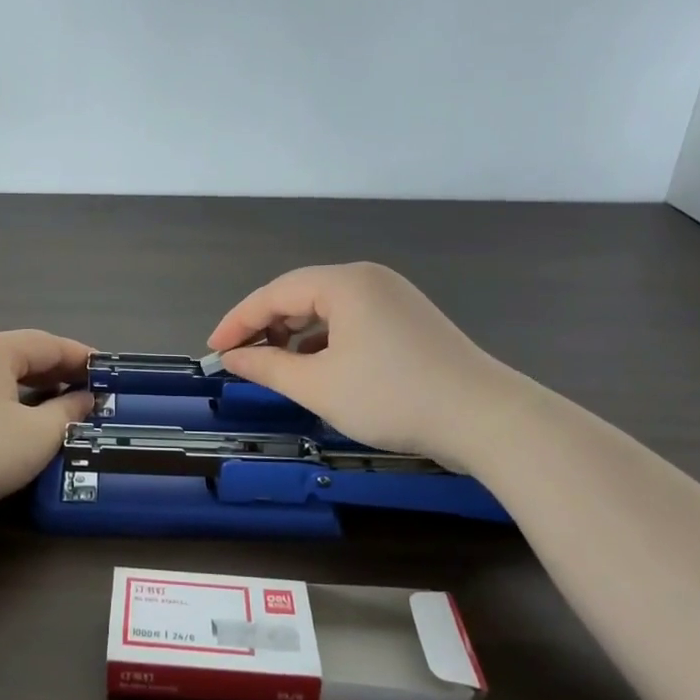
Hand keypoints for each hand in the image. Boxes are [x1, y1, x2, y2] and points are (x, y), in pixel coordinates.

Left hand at [0, 330, 94, 533]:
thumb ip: (67, 414)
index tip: (107, 371)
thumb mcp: (35, 436)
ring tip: (50, 410)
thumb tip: (85, 398)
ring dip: (27, 390)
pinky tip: (5, 429)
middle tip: (85, 391)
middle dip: (55, 373)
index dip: (81, 356)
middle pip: (19, 357)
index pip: (48, 343)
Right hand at [207, 263, 516, 466]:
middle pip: (300, 295)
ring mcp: (393, 298)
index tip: (213, 350)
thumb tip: (233, 358)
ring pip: (327, 310)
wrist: (486, 420)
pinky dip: (326, 342)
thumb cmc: (392, 397)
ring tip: (275, 367)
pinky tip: (317, 368)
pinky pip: (352, 322)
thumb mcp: (319, 386)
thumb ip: (268, 367)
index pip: (274, 293)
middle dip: (266, 326)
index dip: (238, 321)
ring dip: (296, 336)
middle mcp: (368, 279)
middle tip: (240, 359)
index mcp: (344, 282)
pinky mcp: (408, 321)